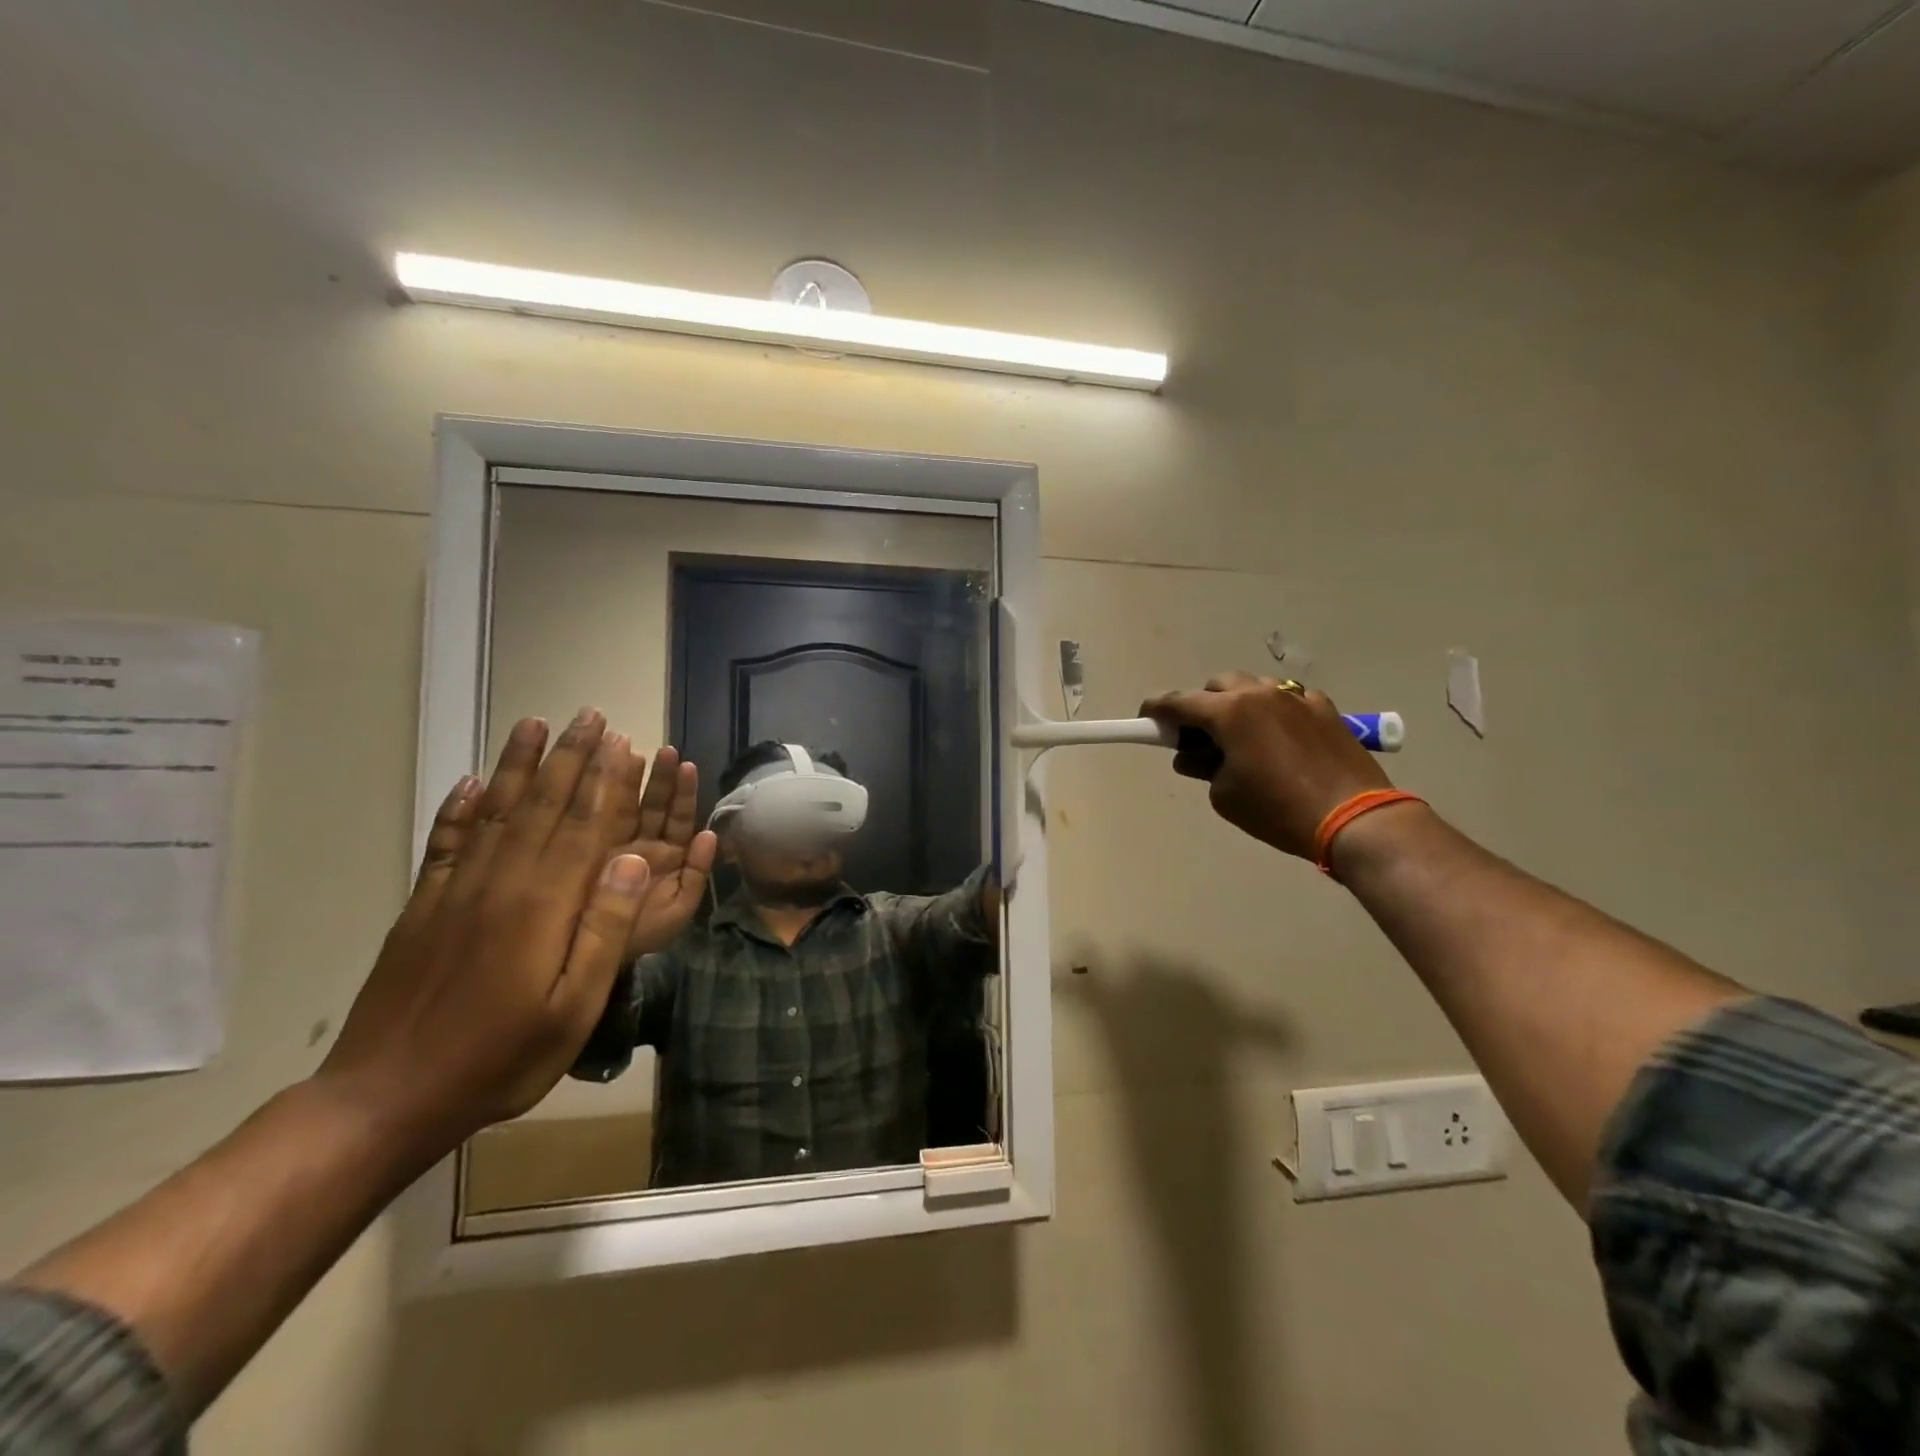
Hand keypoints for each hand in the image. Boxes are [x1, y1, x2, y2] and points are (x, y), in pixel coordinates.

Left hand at [319, 709, 652, 1144]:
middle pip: (542, 806)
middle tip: (590, 715)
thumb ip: (606, 929)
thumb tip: (637, 859)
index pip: (583, 827)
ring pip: (496, 811)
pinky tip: (469, 782)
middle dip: (570, 757)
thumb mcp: (574, 1007)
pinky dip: (459, 807)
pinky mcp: (424, 906)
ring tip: (534, 725)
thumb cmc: (500, 1057)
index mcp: (543, 905)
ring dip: (518, 765)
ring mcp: (456, 890)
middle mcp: (501, 882)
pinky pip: (446, 842)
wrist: (385, 1098)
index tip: (621, 741)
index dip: (604, 781)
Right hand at [609, 744, 717, 958]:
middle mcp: (640, 844)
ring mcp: (611, 844)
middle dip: (660, 778)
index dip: (683, 792)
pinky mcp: (584, 850)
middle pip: (654, 805)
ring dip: (632, 780)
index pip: (677, 818)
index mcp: (667, 855)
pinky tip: (599, 775)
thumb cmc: (641, 935)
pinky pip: (594, 822)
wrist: (591, 962)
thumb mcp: (678, 910)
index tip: (687, 765)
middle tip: (664, 749)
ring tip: (634, 751)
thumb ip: (697, 874)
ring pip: (626, 807)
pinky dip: (599, 799)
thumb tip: (709, 834)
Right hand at [1141, 673, 1393, 858]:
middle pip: (1218, 685)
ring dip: (1238, 705)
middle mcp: (1261, 694)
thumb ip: (1203, 767)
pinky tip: (1280, 742)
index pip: (1178, 702)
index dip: (1156, 710)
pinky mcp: (1325, 709)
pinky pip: (1288, 701)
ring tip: (1241, 739)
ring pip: (1254, 688)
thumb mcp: (1224, 795)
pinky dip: (1274, 714)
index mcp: (1230, 712)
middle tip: (1199, 737)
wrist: (1354, 818)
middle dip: (1202, 705)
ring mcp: (1297, 698)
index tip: (1146, 718)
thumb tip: (1194, 756)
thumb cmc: (1277, 809)